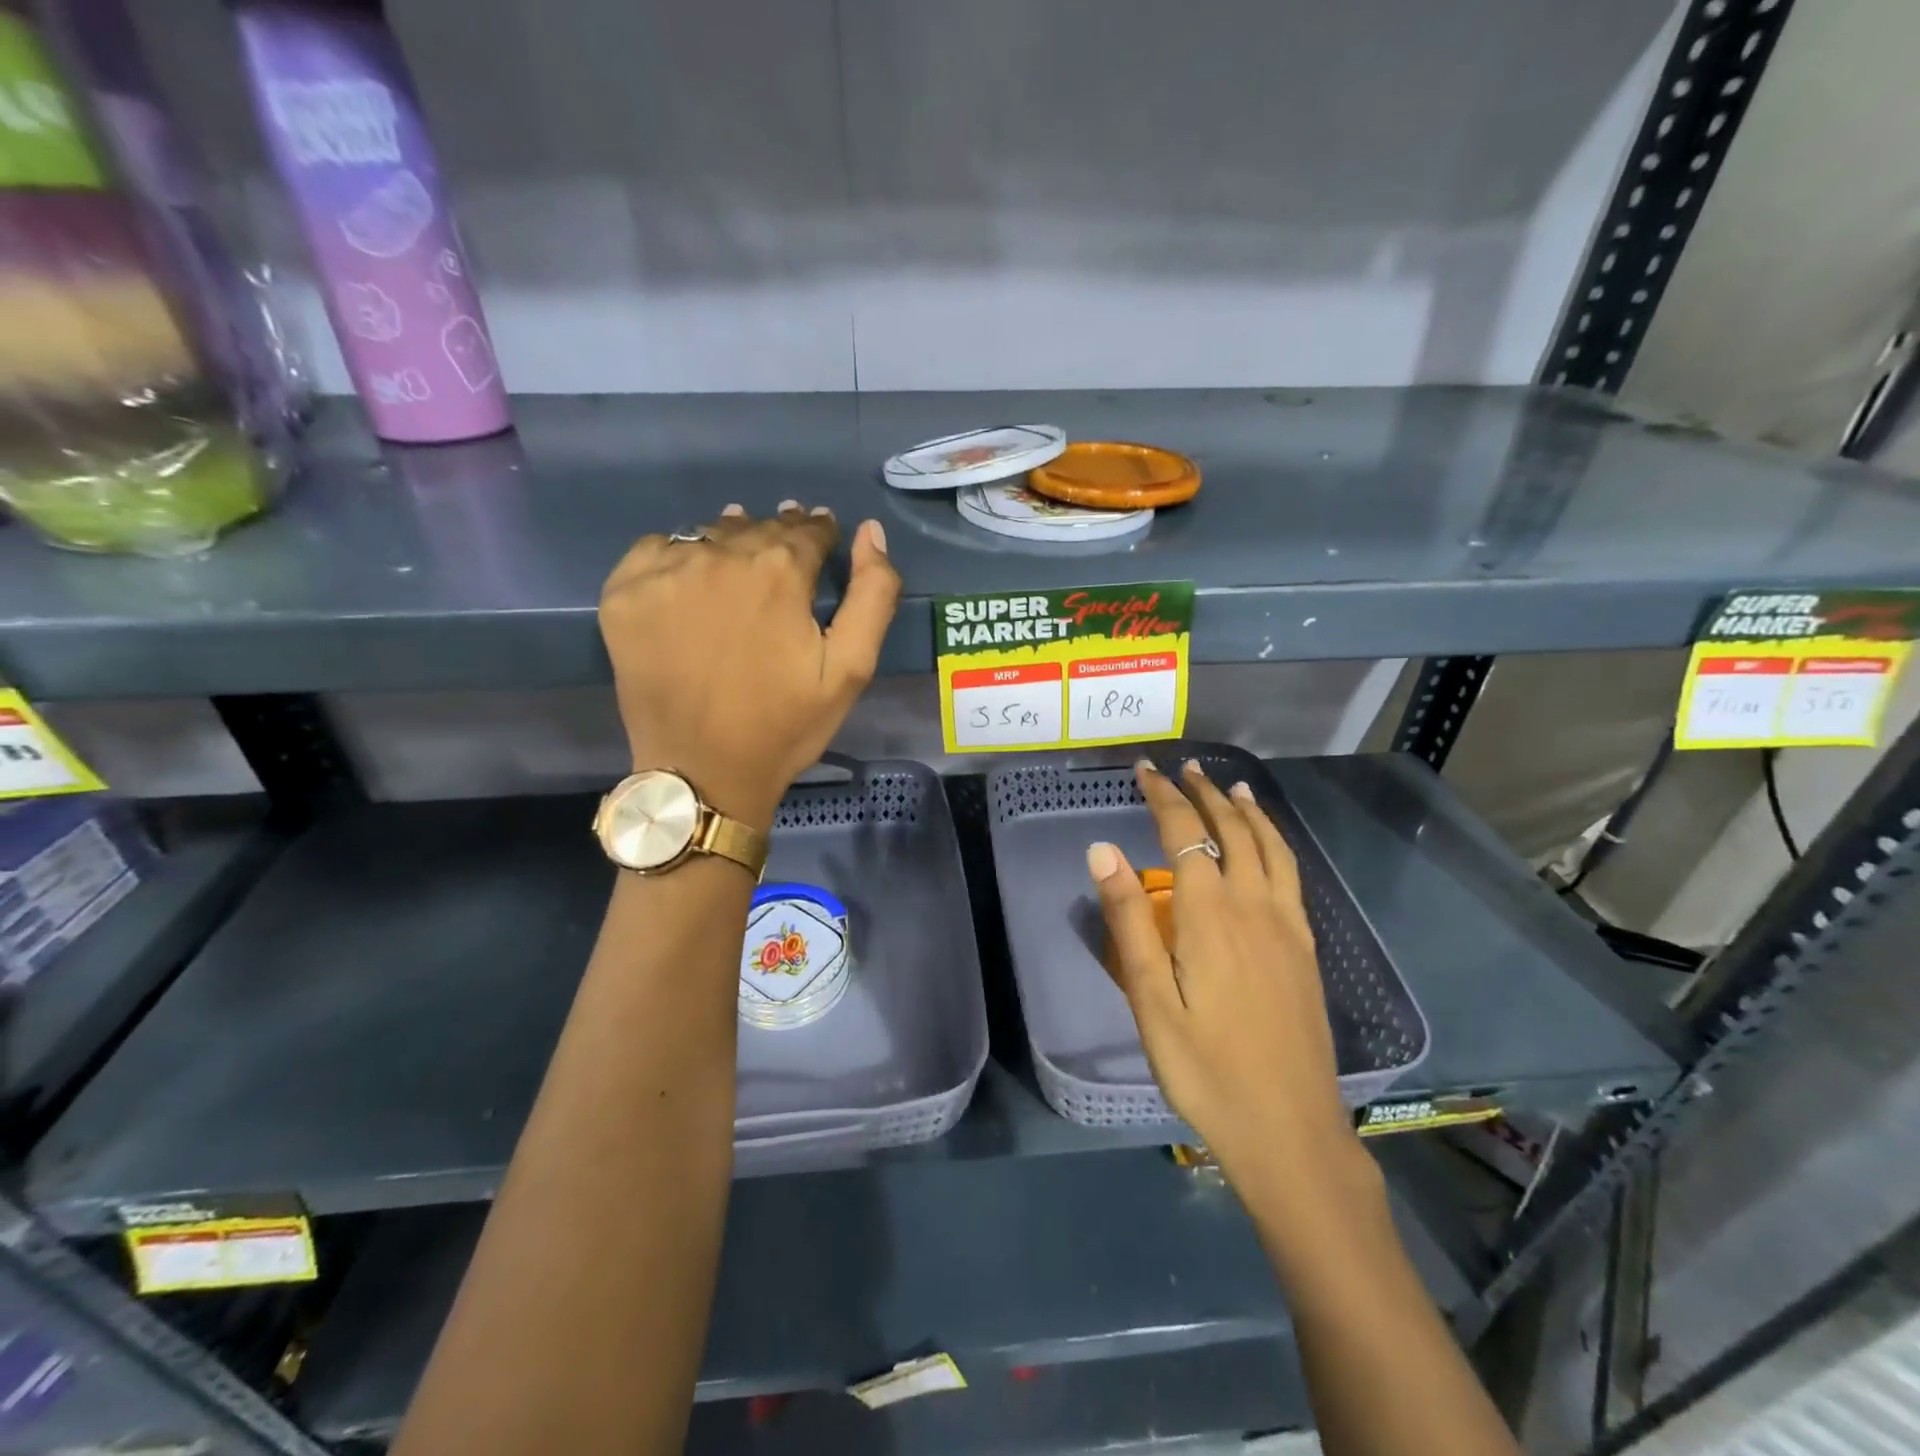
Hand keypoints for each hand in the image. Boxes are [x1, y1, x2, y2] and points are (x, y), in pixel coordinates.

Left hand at [599, 504, 900, 829]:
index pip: (806, 531)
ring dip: (729, 542)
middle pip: (757, 528)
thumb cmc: (784, 725)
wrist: (702, 772)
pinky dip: (677, 556)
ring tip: (739, 565)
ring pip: (708, 535)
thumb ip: (873, 595)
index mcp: (779, 572)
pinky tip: (689, 583)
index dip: (819, 533)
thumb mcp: (851, 669)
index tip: (822, 537)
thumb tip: (871, 532)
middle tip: (784, 556)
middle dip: (777, 537)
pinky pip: (656, 549)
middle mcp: (719, 556)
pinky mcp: (623, 593)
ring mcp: (664, 572)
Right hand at [1088, 759, 1359, 1198]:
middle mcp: (1255, 907)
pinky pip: (1291, 875)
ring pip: (1271, 848)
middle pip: (1232, 832)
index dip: (1164, 797)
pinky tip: (1267, 849)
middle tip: (1184, 768)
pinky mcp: (1306, 949)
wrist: (1290, 1131)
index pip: (1186, 835)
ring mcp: (1288, 927)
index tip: (1145, 770)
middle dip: (1205, 794)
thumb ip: (1129, 920)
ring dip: (1248, 812)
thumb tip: (1102, 850)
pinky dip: (1276, 843)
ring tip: (1231, 787)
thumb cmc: (1205, 1069)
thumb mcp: (1150, 1000)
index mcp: (1212, 916)